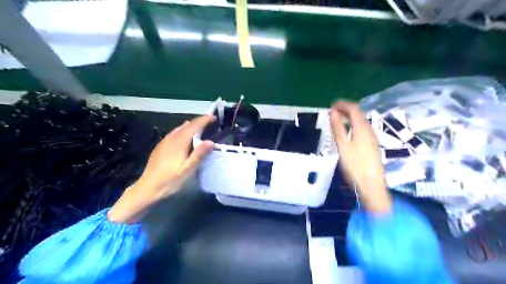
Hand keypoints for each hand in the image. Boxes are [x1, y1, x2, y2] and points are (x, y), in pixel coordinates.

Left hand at [108, 115, 214, 223]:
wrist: (147, 188)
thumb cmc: (169, 181)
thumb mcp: (187, 170)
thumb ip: (199, 155)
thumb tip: (211, 142)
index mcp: (179, 142)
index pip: (193, 126)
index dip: (204, 120)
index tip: (213, 117)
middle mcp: (171, 139)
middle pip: (186, 125)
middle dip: (198, 121)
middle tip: (209, 121)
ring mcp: (164, 142)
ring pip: (179, 128)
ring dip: (190, 125)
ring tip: (200, 125)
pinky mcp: (160, 147)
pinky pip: (174, 133)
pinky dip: (182, 130)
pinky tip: (183, 134)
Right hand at [333, 103, 390, 212]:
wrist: (371, 183)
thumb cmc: (354, 164)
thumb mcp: (342, 145)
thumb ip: (337, 127)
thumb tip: (332, 112)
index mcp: (362, 128)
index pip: (353, 109)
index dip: (342, 104)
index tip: (331, 105)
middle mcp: (369, 129)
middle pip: (358, 114)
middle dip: (346, 110)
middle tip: (333, 112)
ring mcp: (372, 137)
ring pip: (361, 121)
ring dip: (349, 117)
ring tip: (337, 120)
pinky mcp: (372, 144)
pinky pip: (362, 128)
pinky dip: (353, 125)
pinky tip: (347, 132)